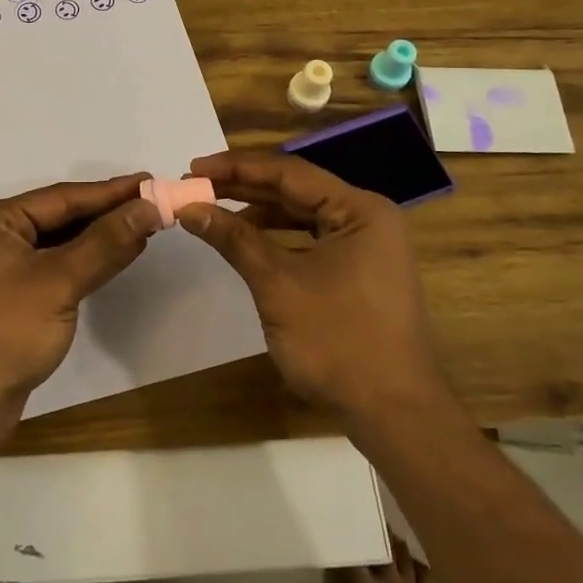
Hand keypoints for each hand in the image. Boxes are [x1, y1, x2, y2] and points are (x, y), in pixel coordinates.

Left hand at [0, 173, 161, 426]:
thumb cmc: (6, 332)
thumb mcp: (59, 282)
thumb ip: (105, 243)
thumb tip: (149, 208)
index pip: (62, 198)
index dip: (109, 191)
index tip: (150, 182)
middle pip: (59, 216)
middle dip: (106, 212)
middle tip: (152, 203)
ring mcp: (0, 268)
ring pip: (58, 242)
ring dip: (98, 237)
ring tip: (142, 225)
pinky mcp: (11, 296)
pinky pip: (54, 266)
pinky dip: (84, 261)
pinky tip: (114, 257)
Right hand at [176, 151, 446, 422]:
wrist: (394, 415)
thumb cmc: (337, 341)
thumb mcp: (277, 284)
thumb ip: (234, 239)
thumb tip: (189, 208)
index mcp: (359, 209)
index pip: (289, 173)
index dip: (237, 168)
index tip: (193, 168)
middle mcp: (367, 218)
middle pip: (296, 190)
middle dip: (244, 188)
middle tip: (196, 185)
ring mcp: (366, 247)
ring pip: (302, 215)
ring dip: (257, 212)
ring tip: (212, 209)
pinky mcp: (359, 272)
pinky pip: (311, 240)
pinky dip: (276, 238)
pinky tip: (245, 240)